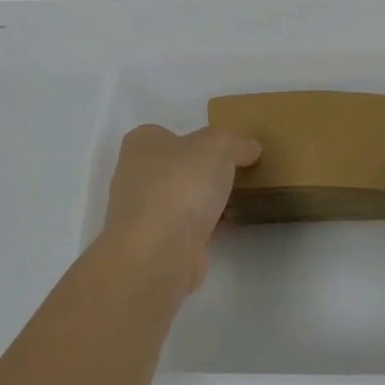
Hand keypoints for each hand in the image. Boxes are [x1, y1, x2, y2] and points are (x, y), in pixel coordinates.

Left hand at [100, 124, 260, 294]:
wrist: (159, 251)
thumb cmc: (180, 183)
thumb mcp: (217, 145)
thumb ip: (235, 142)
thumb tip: (250, 148)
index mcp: (141, 144)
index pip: (165, 134)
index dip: (193, 138)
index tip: (223, 147)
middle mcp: (135, 176)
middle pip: (175, 168)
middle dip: (202, 171)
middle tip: (237, 172)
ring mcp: (144, 214)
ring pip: (182, 200)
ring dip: (205, 202)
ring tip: (241, 198)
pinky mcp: (158, 245)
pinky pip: (189, 228)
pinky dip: (208, 227)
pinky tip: (232, 225)